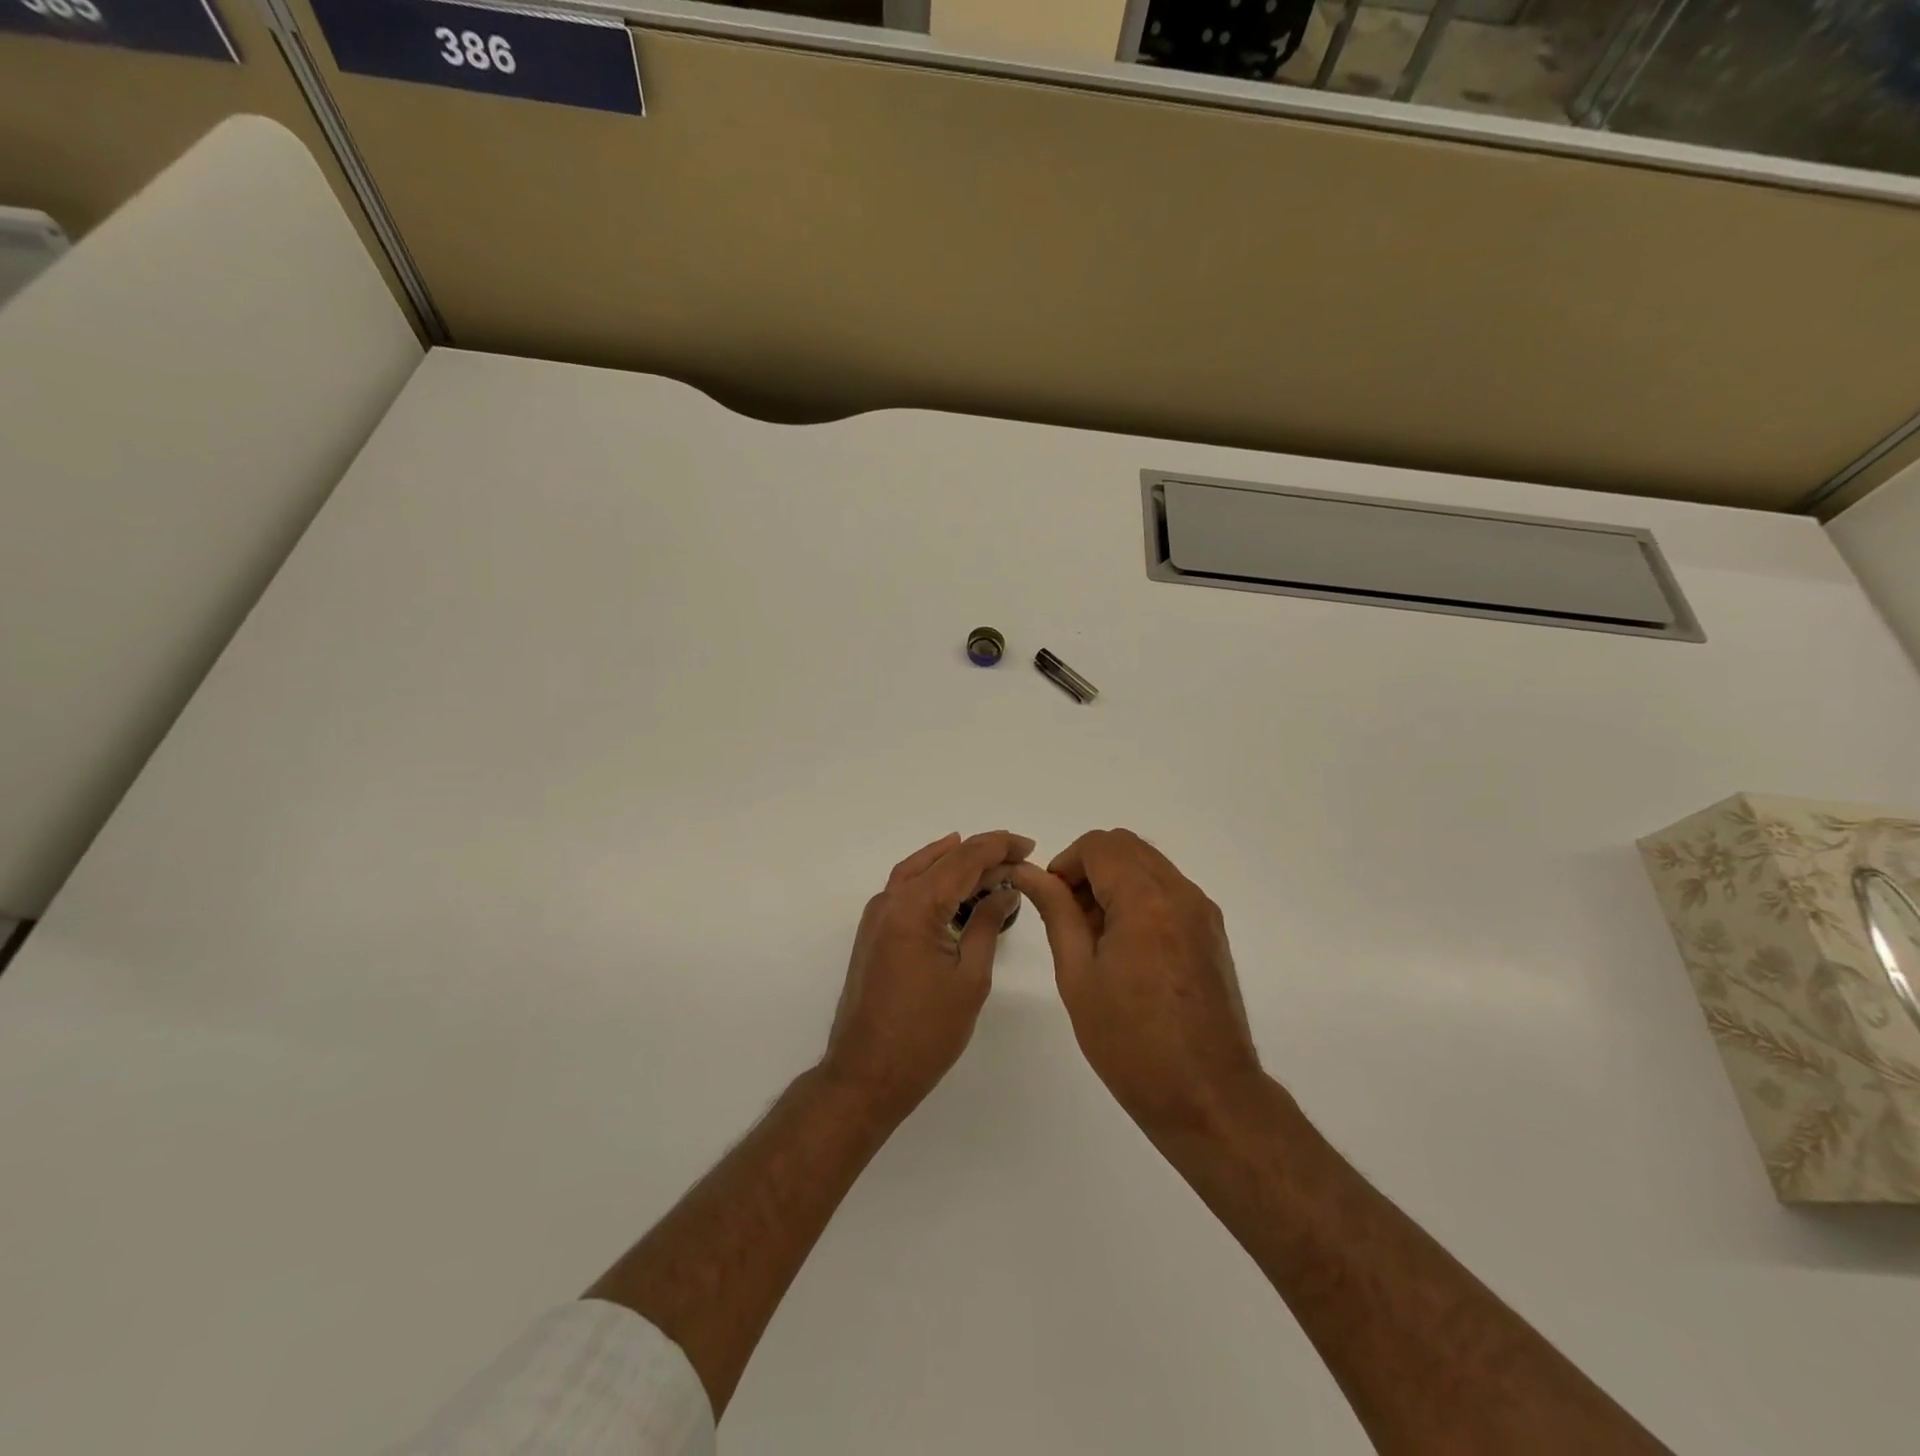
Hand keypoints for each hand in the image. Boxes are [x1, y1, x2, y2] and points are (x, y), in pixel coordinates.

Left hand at [821, 830, 1031, 1122]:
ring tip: (991, 861)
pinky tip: (952, 884)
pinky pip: (905, 888)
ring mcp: (877, 916)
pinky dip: (932, 877)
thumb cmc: (925, 1033)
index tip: (1029, 844)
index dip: (998, 847)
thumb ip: (986, 924)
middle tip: (1019, 855)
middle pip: (941, 860)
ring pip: (919, 869)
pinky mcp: (874, 933)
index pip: (964, 860)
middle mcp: (891, 900)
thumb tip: (1005, 890)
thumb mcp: (970, 977)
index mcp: (915, 907)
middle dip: (981, 853)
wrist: (866, 1074)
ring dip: (955, 861)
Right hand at [1012, 829, 1261, 1130]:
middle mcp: (1180, 893)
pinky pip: (1168, 890)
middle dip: (1089, 868)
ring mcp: (1202, 911)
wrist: (1207, 1096)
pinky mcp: (1211, 931)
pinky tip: (1125, 948)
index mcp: (1145, 901)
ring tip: (1095, 937)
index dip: (1066, 863)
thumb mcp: (1078, 976)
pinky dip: (1139, 898)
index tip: (1051, 900)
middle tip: (1070, 916)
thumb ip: (1056, 913)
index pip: (1099, 846)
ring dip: (1115, 881)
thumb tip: (1029, 873)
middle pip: (1126, 847)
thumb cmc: (1131, 1043)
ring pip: (1148, 865)